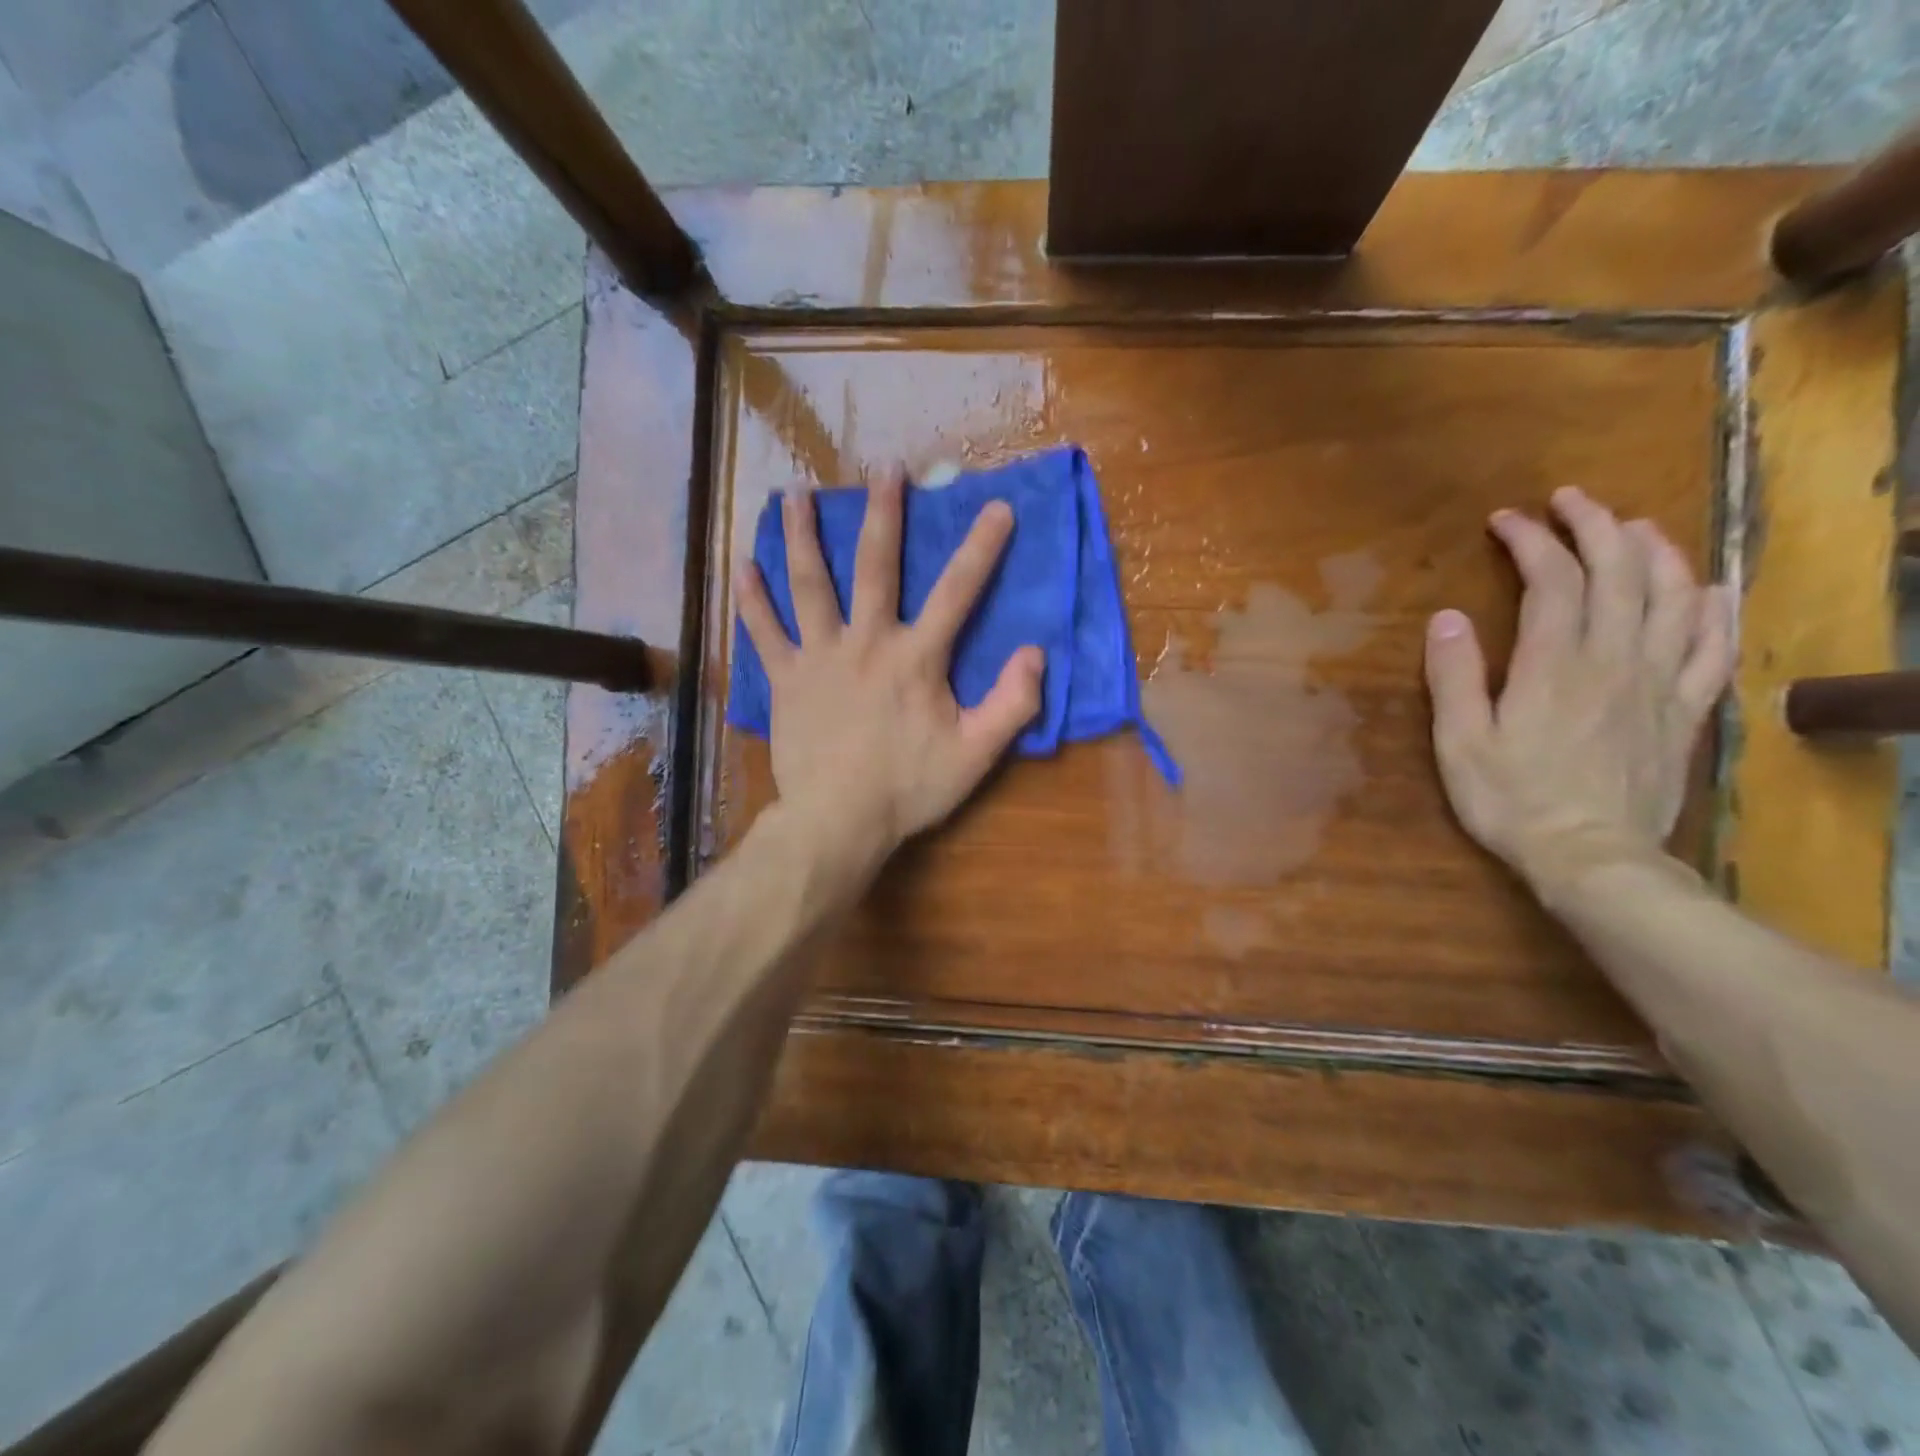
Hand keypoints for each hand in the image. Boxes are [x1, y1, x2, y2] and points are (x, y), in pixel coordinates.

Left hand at [736, 469, 1044, 857]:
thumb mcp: (976, 754)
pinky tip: (742, 565)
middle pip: (876, 566)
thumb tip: (1036, 653)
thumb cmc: (908, 789)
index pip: (957, 592)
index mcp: (916, 658)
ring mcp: (819, 656)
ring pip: (809, 584)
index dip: (981, 548)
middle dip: (885, 514)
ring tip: (795, 494)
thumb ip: (1012, 704)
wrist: (837, 821)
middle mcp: (866, 642)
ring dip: (804, 536)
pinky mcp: (784, 679)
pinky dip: (752, 599)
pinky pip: (764, 632)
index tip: (997, 507)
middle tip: (886, 469)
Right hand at [1423, 486, 1735, 900]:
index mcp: (1555, 664)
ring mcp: (1658, 682)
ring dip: (1656, 552)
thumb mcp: (1460, 742)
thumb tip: (1446, 617)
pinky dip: (1716, 610)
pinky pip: (1713, 648)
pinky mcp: (1683, 711)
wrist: (1591, 857)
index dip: (1532, 541)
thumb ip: (1455, 677)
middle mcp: (1614, 659)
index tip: (1506, 520)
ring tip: (1635, 527)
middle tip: (1571, 501)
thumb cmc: (1511, 799)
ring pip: (1673, 597)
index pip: (1551, 581)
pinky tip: (1711, 589)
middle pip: (1619, 573)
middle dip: (1595, 526)